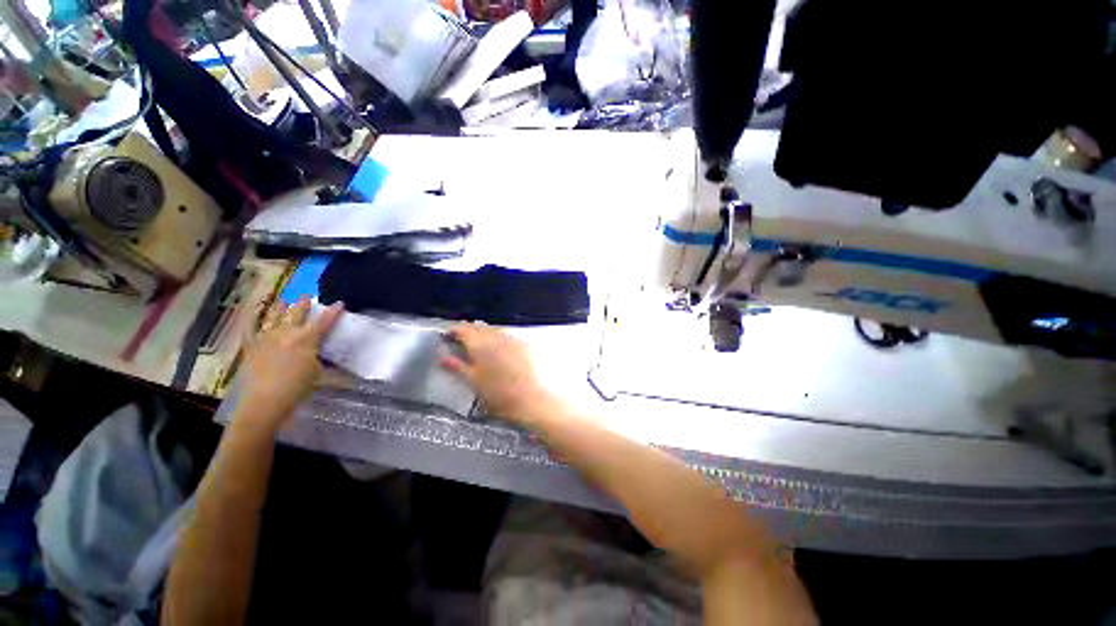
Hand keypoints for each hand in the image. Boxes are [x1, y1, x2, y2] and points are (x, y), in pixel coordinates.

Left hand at [237, 297, 342, 433]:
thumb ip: (322, 359)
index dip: (333, 312)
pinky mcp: (252, 346)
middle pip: (297, 314)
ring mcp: (267, 338)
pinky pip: (251, 329)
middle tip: (307, 296)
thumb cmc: (299, 387)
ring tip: (283, 300)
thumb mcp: (319, 373)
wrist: (266, 400)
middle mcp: (287, 333)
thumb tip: (327, 355)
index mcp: (307, 339)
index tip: (339, 302)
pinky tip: (253, 314)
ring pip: (274, 317)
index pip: (325, 321)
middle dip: (304, 304)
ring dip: (280, 307)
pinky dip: (252, 320)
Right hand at [439, 324, 554, 422]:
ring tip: (476, 342)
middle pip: (478, 327)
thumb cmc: (495, 392)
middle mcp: (495, 337)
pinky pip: (504, 335)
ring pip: (492, 329)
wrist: (526, 397)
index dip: (454, 330)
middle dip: (468, 330)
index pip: (464, 330)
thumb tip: (442, 358)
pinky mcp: (520, 344)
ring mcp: (509, 339)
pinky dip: (495, 337)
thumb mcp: (472, 380)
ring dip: (482, 332)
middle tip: (459, 338)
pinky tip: (494, 346)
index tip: (447, 335)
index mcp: (480, 345)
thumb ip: (456, 366)